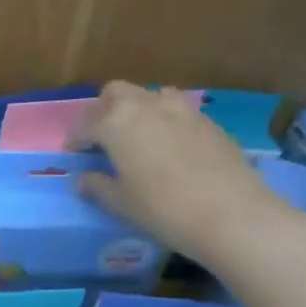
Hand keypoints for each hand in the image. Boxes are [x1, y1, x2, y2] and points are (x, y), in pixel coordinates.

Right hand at [68, 82, 295, 265]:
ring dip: (138, 109)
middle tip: (102, 138)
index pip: (85, 125)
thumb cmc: (162, 209)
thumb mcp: (121, 203)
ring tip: (138, 136)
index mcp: (115, 123)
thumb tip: (83, 179)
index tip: (74, 154)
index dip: (75, 140)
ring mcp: (181, 110)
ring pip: (150, 96)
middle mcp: (146, 106)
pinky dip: (166, 122)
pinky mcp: (208, 121)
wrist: (231, 214)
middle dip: (103, 110)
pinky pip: (178, 111)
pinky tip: (170, 148)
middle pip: (116, 93)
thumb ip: (98, 186)